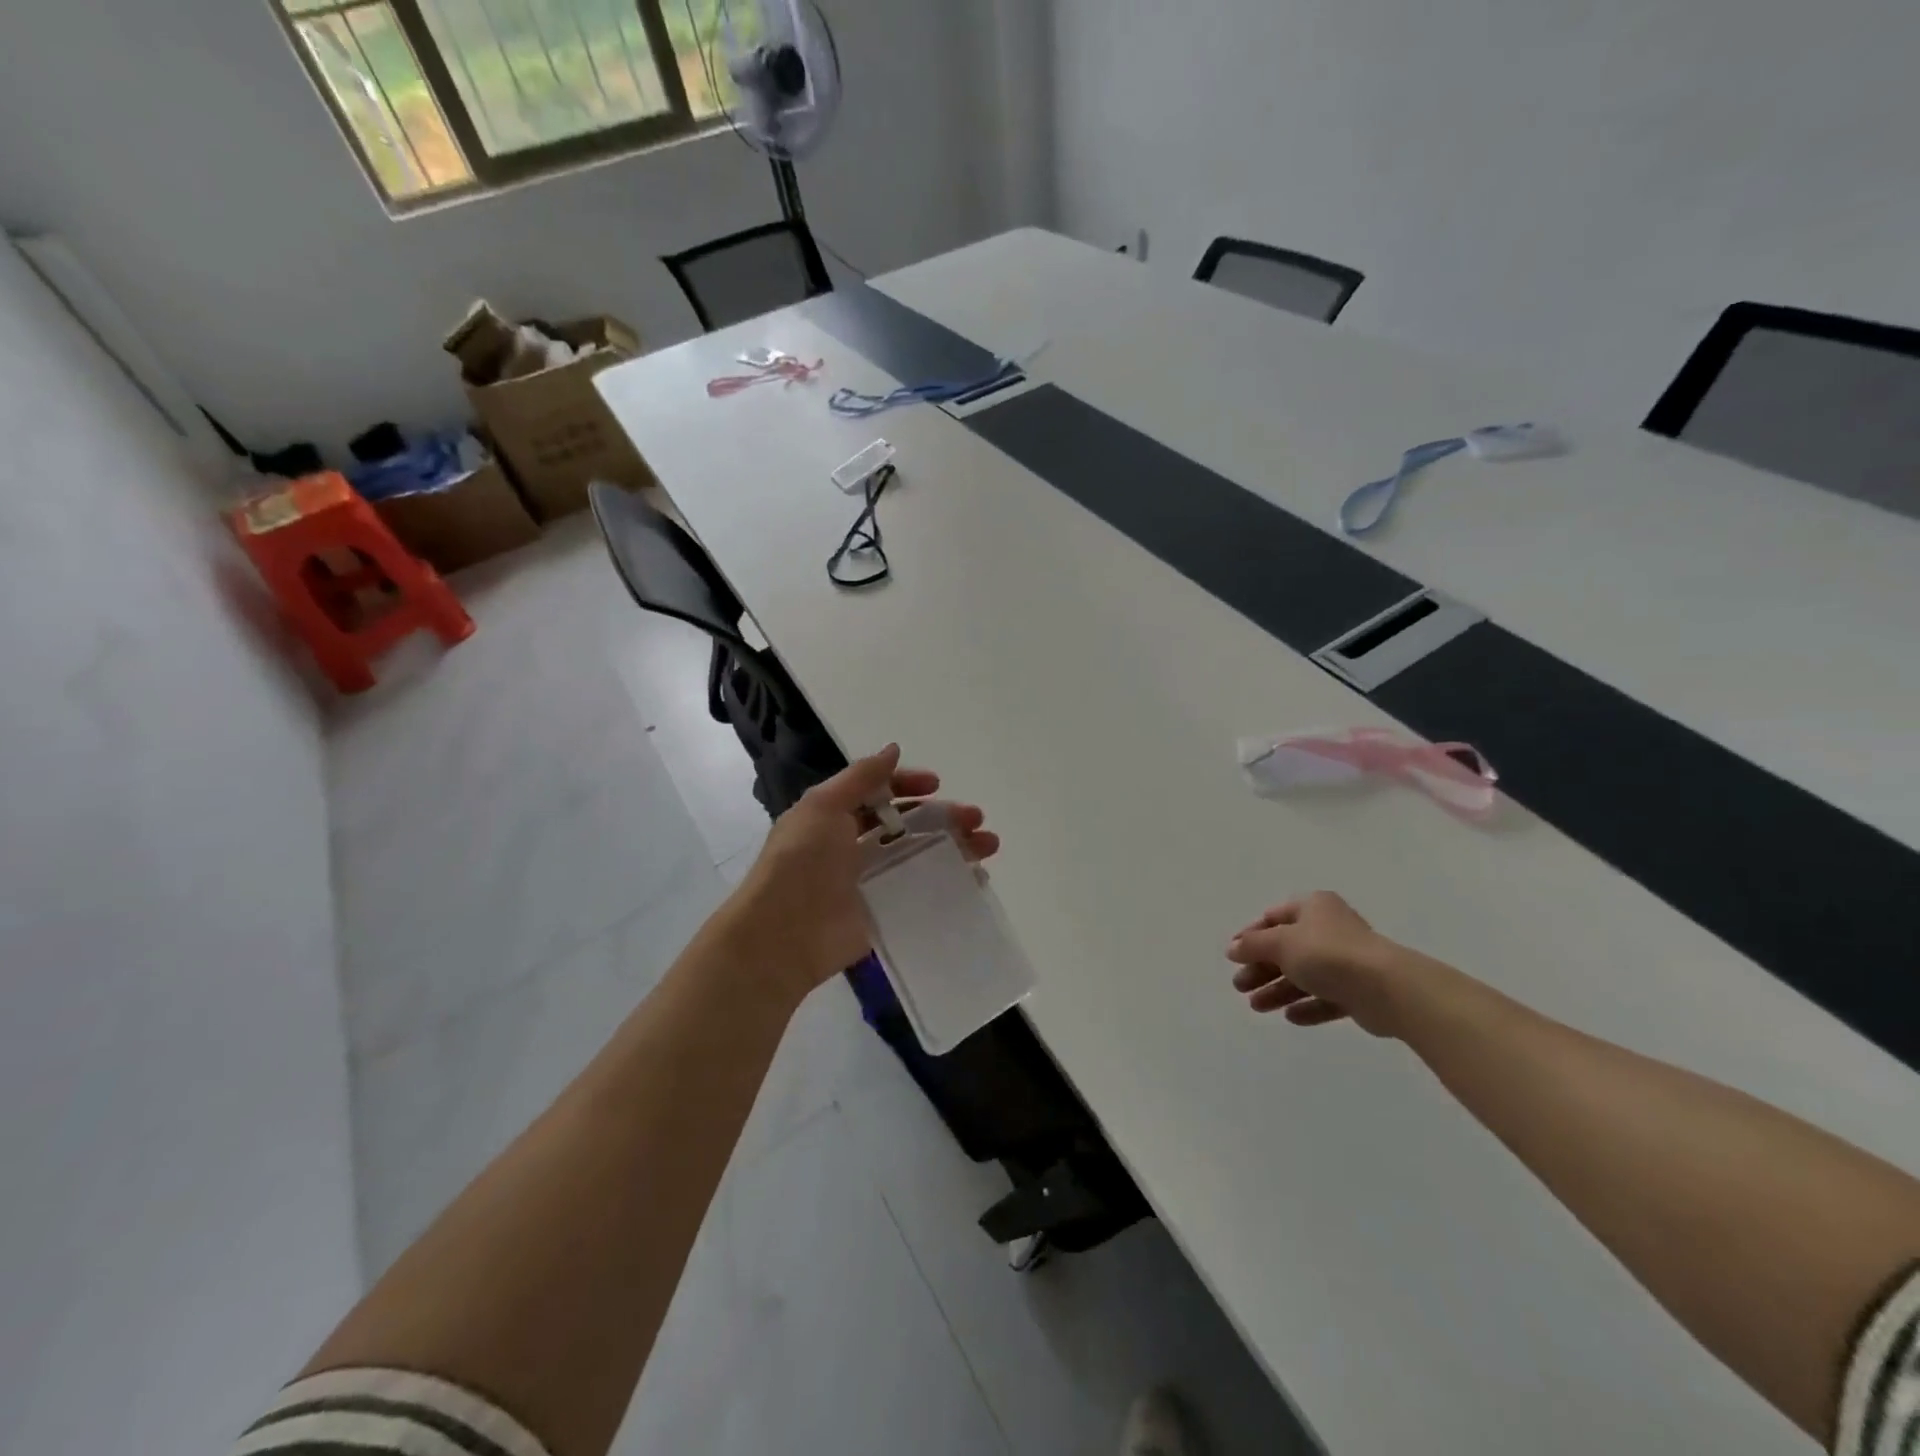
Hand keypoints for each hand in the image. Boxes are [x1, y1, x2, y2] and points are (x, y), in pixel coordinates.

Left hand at [718, 745, 999, 1004]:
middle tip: (976, 818)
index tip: (936, 784)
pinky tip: (976, 879)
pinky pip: (921, 892)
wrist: (784, 935)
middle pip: (907, 824)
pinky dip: (949, 883)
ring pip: (920, 855)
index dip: (907, 785)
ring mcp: (871, 880)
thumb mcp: (824, 806)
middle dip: (943, 817)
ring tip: (988, 845)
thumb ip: (861, 777)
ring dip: (954, 846)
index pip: (878, 793)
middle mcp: (854, 845)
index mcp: (836, 816)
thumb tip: (894, 749)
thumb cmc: (802, 862)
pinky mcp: (884, 912)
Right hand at [1225, 891, 1409, 1036]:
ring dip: (1279, 990)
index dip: (1250, 936)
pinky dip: (1308, 1005)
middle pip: (1287, 949)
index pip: (1274, 917)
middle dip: (1262, 968)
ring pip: (1305, 975)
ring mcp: (1347, 961)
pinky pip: (1327, 997)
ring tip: (1257, 1007)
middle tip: (1240, 987)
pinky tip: (1290, 1017)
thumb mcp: (1281, 943)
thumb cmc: (1328, 954)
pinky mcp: (1360, 991)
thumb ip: (1253, 945)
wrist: (1387, 989)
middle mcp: (1330, 929)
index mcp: (1313, 907)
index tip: (1233, 956)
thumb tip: (1232, 948)